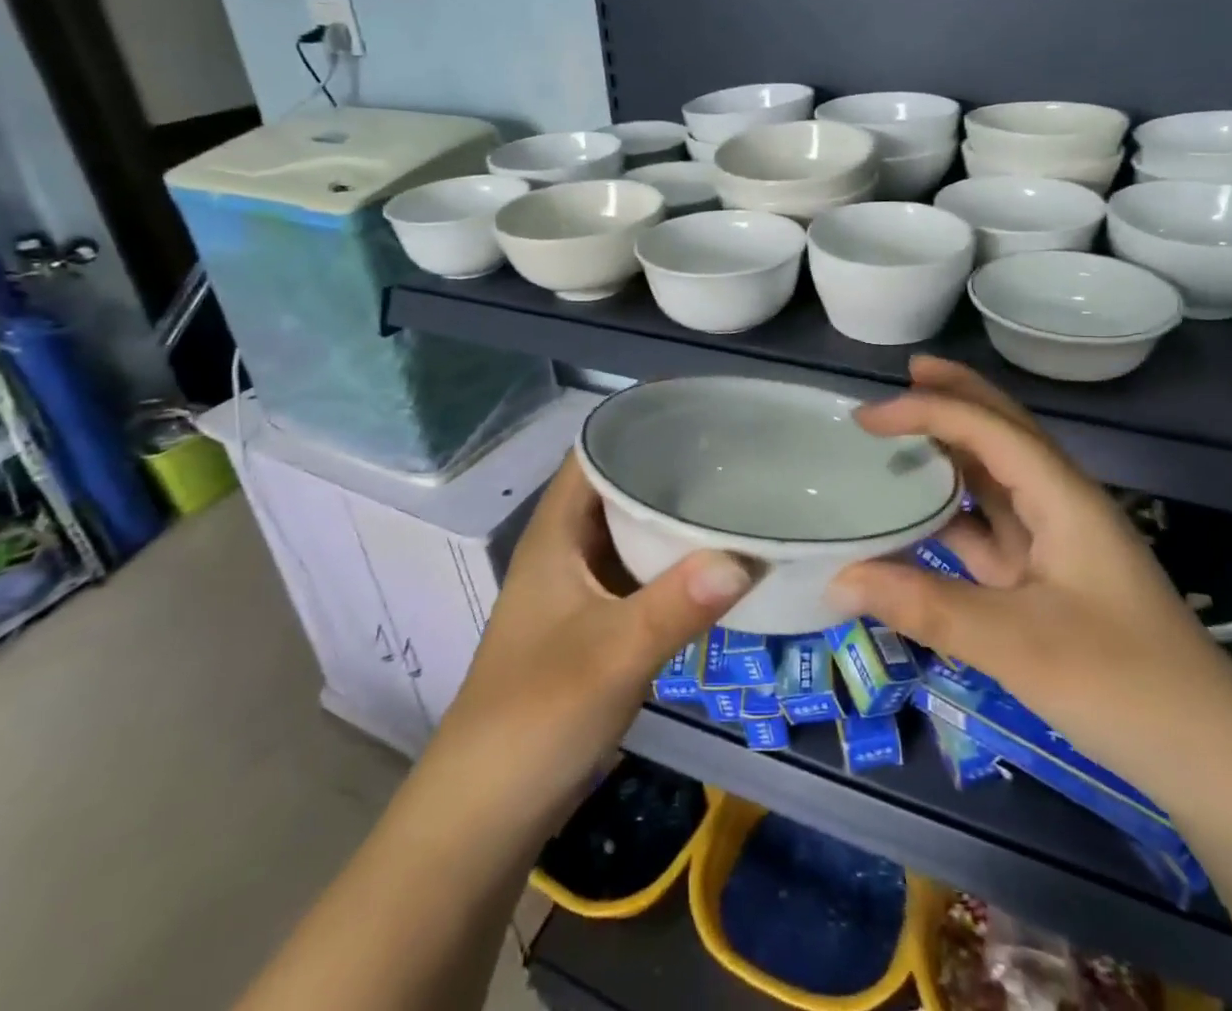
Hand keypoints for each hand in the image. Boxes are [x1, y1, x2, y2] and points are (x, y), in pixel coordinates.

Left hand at [431, 451, 749, 834]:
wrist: (485, 814)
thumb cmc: (538, 715)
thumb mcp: (613, 655)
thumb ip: (678, 604)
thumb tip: (746, 557)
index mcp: (555, 535)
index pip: (593, 455)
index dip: (635, 428)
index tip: (696, 416)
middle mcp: (564, 552)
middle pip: (616, 491)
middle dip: (668, 472)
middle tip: (732, 457)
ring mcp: (578, 592)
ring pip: (629, 536)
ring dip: (671, 521)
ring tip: (732, 498)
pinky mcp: (592, 629)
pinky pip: (637, 577)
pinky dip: (670, 566)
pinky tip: (713, 566)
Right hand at [827, 357, 1231, 782]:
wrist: (1210, 758)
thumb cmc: (1122, 683)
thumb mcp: (1016, 645)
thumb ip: (924, 606)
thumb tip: (839, 578)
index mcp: (1063, 497)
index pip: (988, 429)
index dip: (926, 411)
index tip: (866, 417)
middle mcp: (1060, 504)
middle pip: (1003, 431)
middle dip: (956, 397)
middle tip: (906, 373)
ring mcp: (1056, 542)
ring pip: (997, 477)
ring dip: (953, 449)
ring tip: (904, 431)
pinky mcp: (1048, 578)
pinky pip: (991, 527)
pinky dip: (953, 512)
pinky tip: (921, 515)